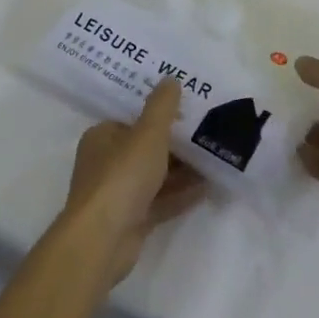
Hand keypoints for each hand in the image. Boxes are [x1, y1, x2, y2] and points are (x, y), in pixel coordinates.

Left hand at [65, 79, 206, 284]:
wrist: (103, 239)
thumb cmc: (122, 176)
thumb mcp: (148, 133)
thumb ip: (162, 106)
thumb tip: (170, 79)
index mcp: (103, 137)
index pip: (133, 120)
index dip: (160, 115)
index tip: (189, 111)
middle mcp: (106, 163)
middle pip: (146, 148)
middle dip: (177, 144)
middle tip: (209, 134)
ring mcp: (119, 194)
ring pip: (156, 176)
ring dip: (183, 170)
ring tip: (215, 159)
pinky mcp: (132, 220)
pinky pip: (160, 201)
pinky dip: (181, 194)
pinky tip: (207, 188)